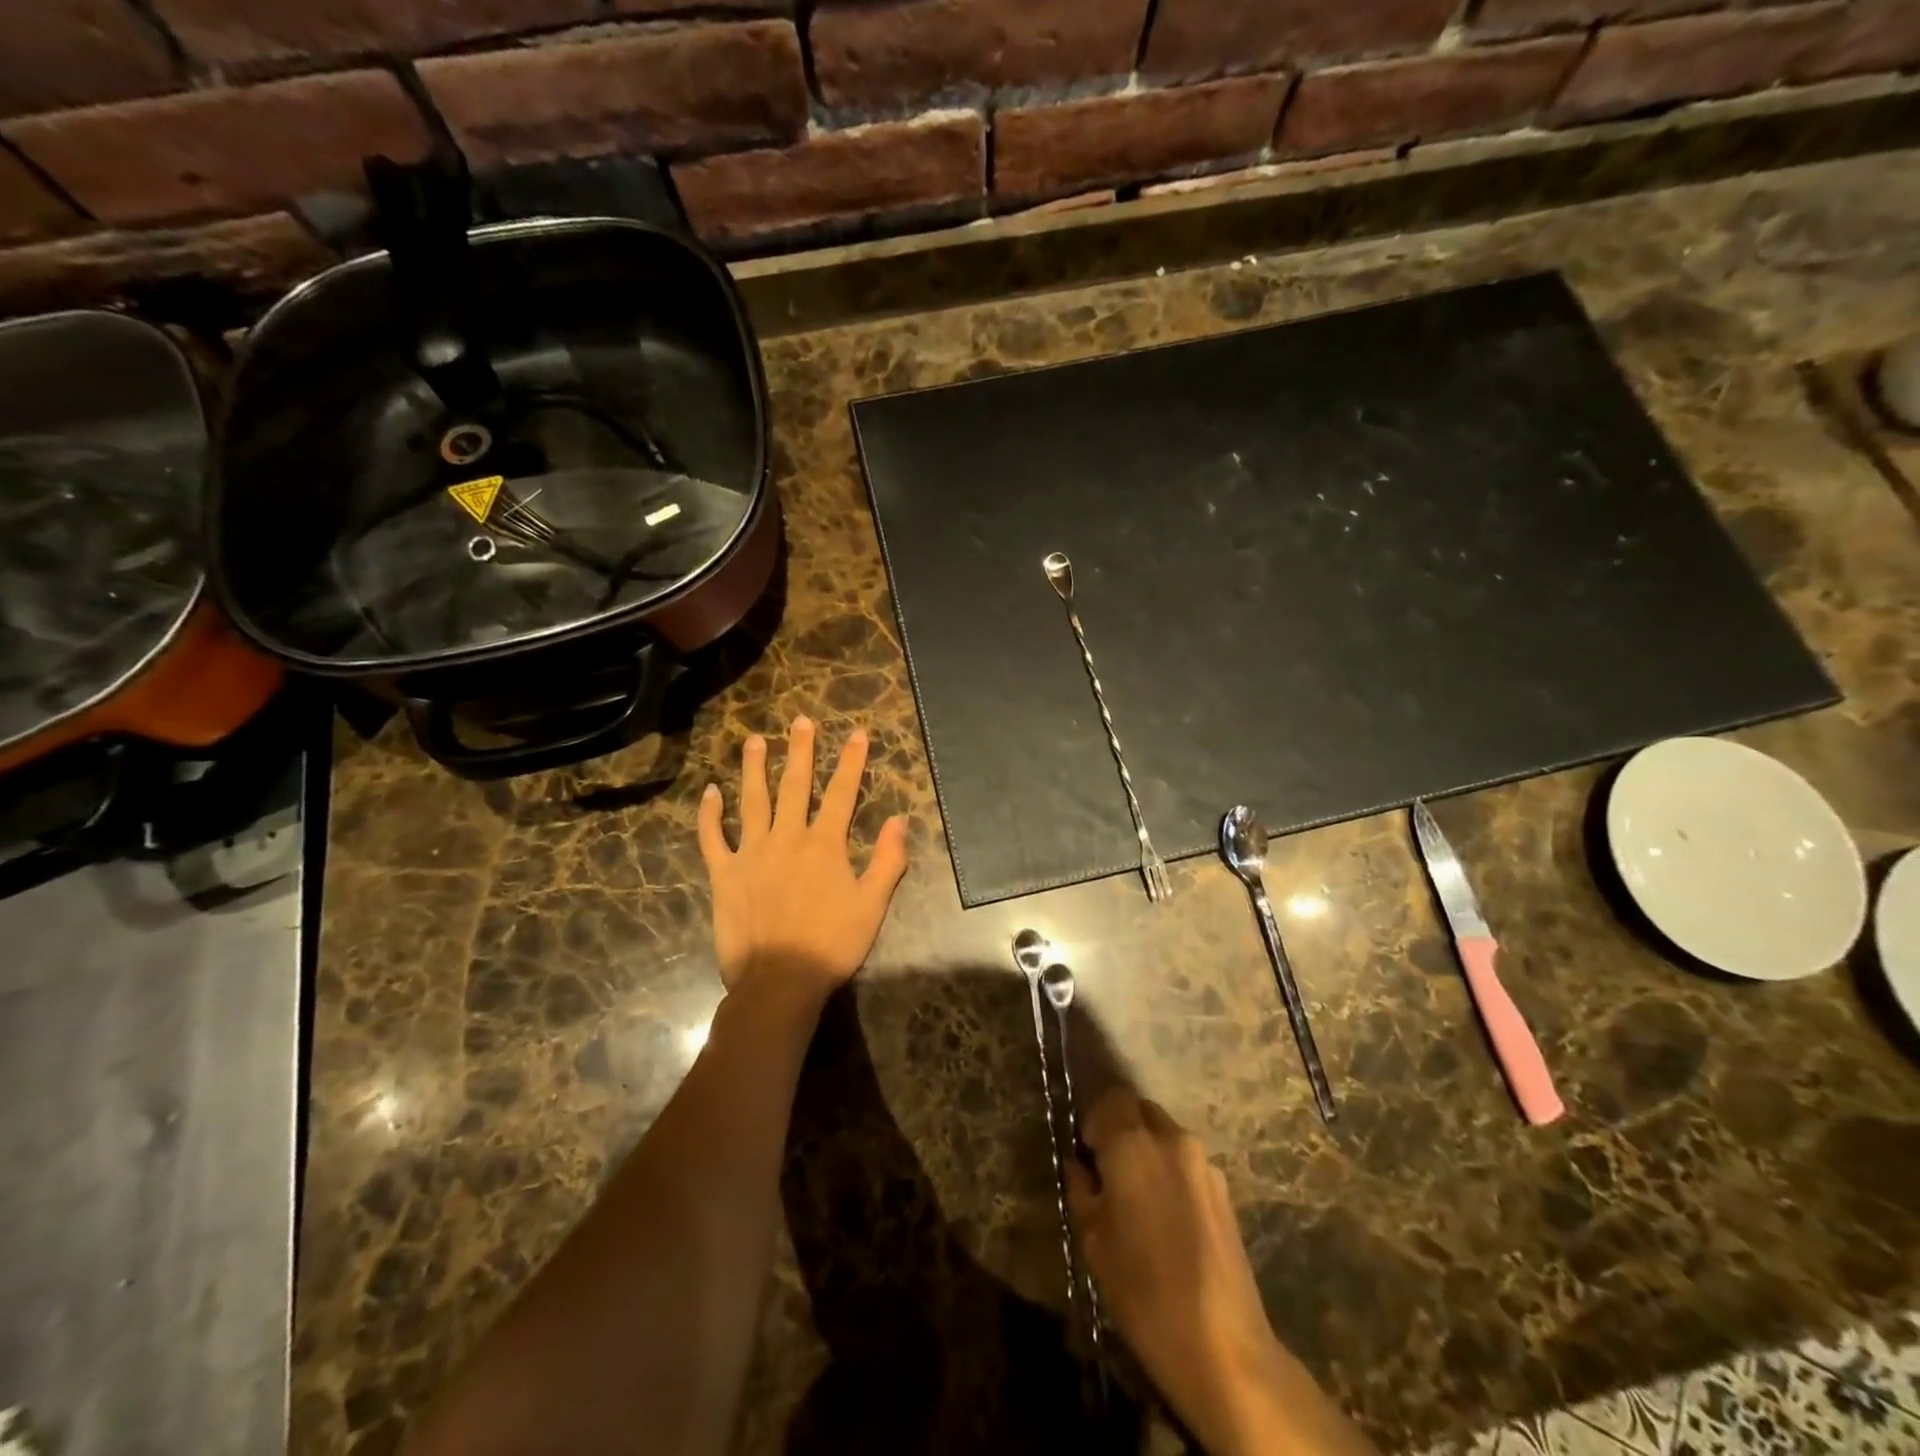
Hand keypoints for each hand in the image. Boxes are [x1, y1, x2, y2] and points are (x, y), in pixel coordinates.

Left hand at [697, 715, 909, 994]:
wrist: (778, 981)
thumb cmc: (831, 945)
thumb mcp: (872, 906)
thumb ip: (887, 861)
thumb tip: (898, 820)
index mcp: (824, 845)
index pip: (842, 793)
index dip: (851, 762)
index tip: (856, 733)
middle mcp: (787, 838)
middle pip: (795, 786)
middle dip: (800, 751)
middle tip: (800, 721)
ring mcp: (751, 853)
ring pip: (752, 801)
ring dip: (754, 769)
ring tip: (754, 740)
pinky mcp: (724, 874)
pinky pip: (713, 838)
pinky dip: (710, 815)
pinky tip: (709, 792)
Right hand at [1067, 1090, 1282, 1453]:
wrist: (1224, 1346)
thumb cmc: (1144, 1292)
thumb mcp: (1094, 1242)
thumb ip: (1082, 1191)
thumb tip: (1079, 1167)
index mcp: (1132, 1144)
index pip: (1111, 1098)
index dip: (1094, 1118)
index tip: (1087, 1152)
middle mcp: (1171, 1140)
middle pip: (1141, 1110)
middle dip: (1122, 1128)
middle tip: (1109, 1170)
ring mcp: (1204, 1163)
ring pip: (1166, 1135)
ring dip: (1148, 1150)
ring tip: (1139, 1198)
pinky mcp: (1225, 1190)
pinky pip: (1188, 1162)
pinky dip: (1171, 1172)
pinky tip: (1168, 1218)